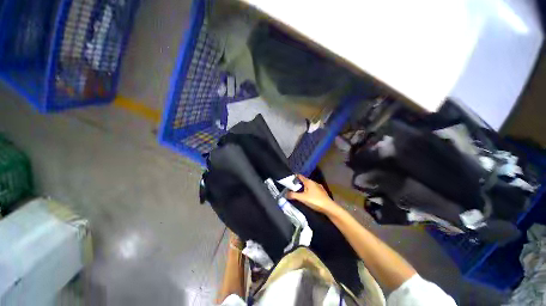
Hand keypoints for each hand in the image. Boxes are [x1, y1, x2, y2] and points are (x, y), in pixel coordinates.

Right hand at [287, 174, 337, 214]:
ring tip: (299, 193)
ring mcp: (319, 187)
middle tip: (292, 188)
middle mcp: (314, 182)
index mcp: (309, 181)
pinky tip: (308, 197)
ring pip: (309, 186)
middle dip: (298, 183)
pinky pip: (313, 190)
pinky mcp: (322, 192)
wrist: (329, 208)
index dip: (294, 177)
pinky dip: (309, 191)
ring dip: (304, 188)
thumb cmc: (315, 201)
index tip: (289, 180)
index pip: (300, 176)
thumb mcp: (302, 198)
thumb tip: (284, 194)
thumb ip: (293, 195)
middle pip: (304, 181)